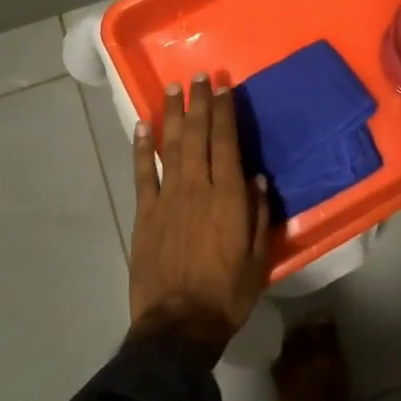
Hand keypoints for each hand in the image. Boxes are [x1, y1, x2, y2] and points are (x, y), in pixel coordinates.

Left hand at [129, 74, 270, 350]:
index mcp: (229, 196)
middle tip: (199, 76)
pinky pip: (143, 174)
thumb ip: (258, 214)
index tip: (223, 85)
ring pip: (171, 147)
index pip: (227, 142)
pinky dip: (142, 148)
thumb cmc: (227, 293)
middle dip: (199, 103)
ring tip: (173, 88)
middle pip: (198, 136)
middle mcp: (198, 188)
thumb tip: (257, 178)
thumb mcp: (258, 257)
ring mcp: (167, 198)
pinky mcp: (145, 214)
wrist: (178, 325)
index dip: (225, 111)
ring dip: (173, 115)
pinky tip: (143, 126)